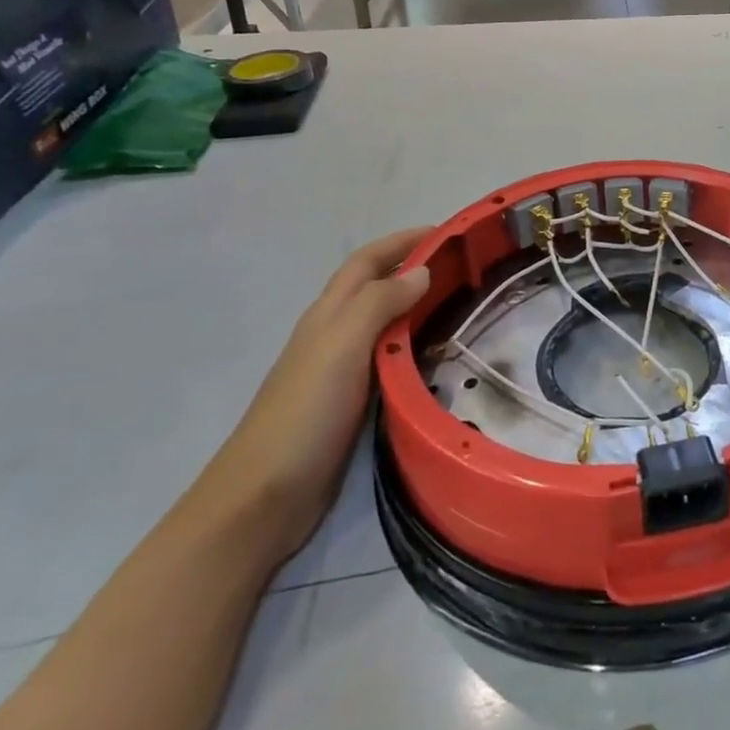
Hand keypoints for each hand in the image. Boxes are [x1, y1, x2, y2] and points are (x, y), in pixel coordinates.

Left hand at [181, 228, 430, 565]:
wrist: (264, 496)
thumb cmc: (304, 413)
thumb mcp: (342, 347)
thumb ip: (379, 304)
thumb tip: (421, 271)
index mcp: (329, 314)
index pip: (367, 261)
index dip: (402, 241)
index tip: (446, 232)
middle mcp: (334, 334)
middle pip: (376, 287)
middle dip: (414, 268)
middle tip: (465, 269)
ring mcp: (341, 370)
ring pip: (385, 323)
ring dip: (418, 307)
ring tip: (462, 307)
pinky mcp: (352, 403)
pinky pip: (389, 359)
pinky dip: (415, 346)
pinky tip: (438, 359)